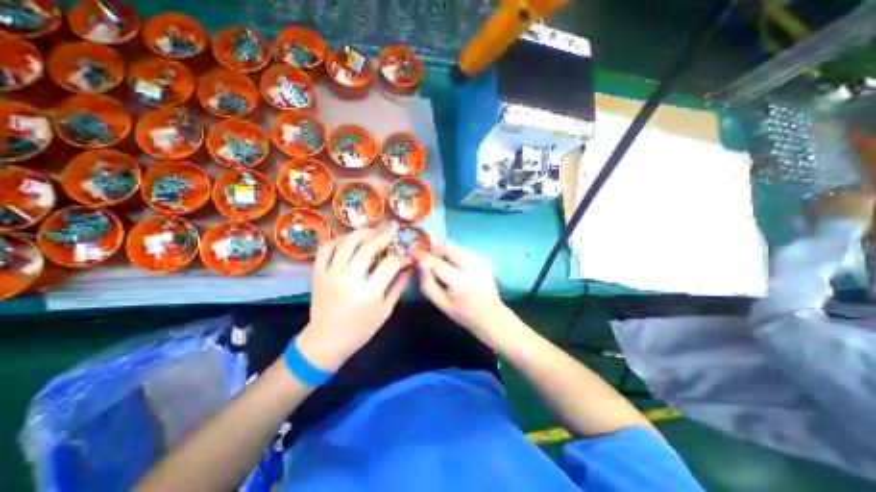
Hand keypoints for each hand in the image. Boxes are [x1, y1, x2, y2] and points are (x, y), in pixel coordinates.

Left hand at [297, 225, 411, 370]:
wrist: (326, 341)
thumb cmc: (361, 329)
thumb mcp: (386, 310)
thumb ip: (399, 286)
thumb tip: (409, 266)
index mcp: (370, 293)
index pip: (391, 263)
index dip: (401, 255)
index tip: (405, 253)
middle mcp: (350, 280)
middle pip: (368, 247)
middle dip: (384, 234)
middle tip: (393, 227)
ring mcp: (331, 275)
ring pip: (347, 243)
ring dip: (362, 232)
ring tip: (373, 229)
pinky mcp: (318, 274)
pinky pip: (326, 249)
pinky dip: (338, 239)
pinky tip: (349, 239)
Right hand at [413, 243, 513, 340]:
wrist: (492, 316)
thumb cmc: (464, 314)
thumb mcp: (442, 305)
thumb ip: (428, 285)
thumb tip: (420, 264)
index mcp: (461, 282)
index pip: (437, 263)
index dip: (422, 256)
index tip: (411, 250)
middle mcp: (472, 267)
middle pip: (448, 248)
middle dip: (434, 250)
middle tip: (427, 259)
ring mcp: (480, 262)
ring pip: (456, 246)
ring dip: (443, 251)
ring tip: (438, 263)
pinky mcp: (483, 260)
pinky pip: (463, 250)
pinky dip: (453, 254)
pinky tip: (451, 265)